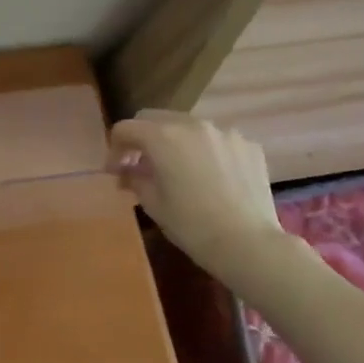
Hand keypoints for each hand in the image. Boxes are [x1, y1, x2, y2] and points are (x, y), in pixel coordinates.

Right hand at [109, 110, 286, 270]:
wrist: (248, 244)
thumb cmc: (192, 225)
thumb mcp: (152, 204)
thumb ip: (135, 179)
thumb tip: (128, 171)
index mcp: (162, 137)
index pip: (125, 128)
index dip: (115, 148)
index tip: (116, 171)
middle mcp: (192, 124)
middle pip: (155, 119)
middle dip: (143, 138)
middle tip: (141, 165)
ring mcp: (224, 132)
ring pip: (189, 126)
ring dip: (176, 142)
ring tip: (179, 170)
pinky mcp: (248, 145)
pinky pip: (217, 140)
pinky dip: (206, 151)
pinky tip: (211, 177)